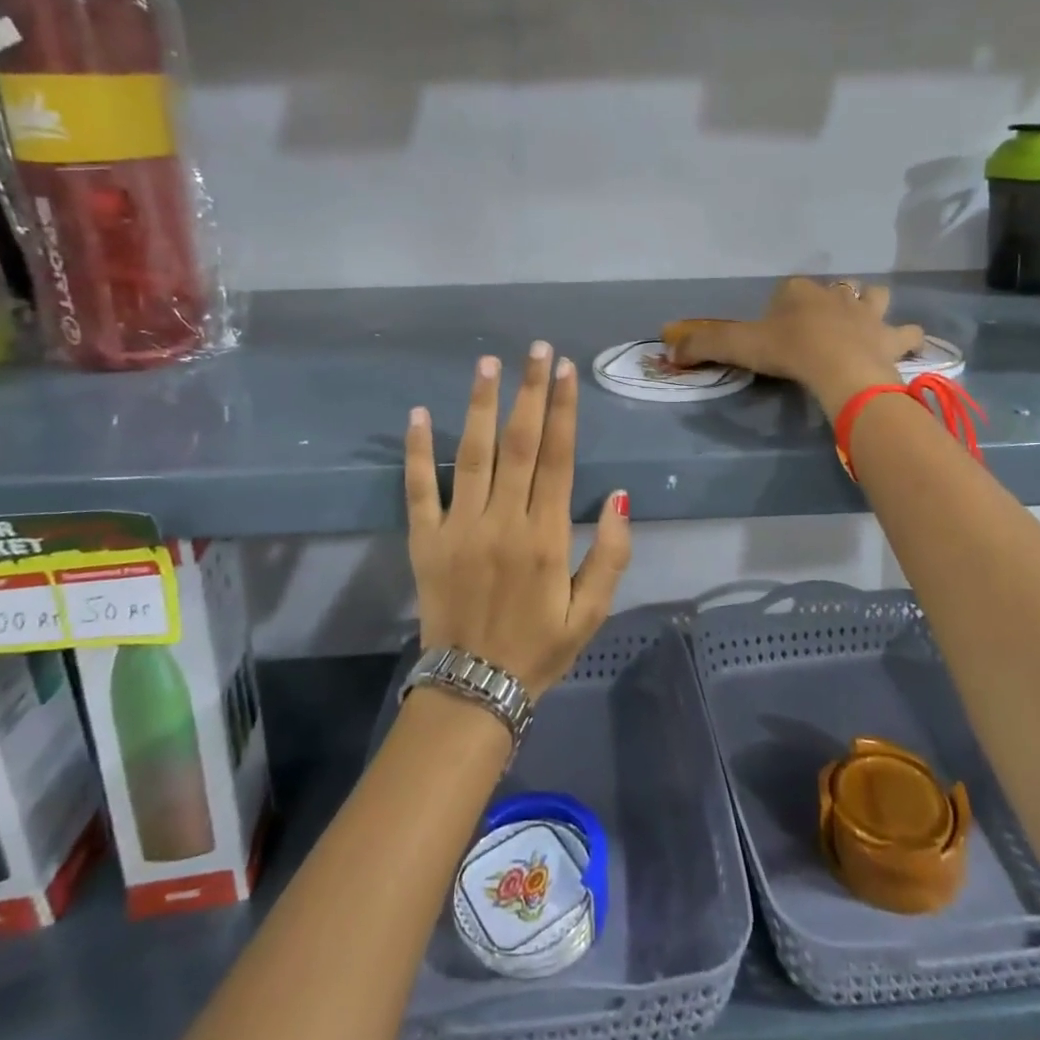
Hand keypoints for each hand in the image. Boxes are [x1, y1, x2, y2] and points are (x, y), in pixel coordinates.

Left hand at [404, 341, 632, 696]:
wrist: (474, 690)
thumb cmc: (540, 649)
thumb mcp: (592, 612)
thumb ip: (612, 554)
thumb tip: (623, 497)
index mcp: (546, 537)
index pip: (559, 458)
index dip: (563, 409)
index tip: (564, 369)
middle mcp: (504, 522)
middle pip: (519, 444)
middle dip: (529, 392)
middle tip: (534, 349)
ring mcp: (460, 528)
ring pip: (472, 455)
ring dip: (480, 406)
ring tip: (487, 364)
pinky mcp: (425, 541)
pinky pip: (419, 489)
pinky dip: (417, 452)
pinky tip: (417, 414)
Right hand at [664, 278, 924, 417]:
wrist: (839, 368)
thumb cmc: (788, 351)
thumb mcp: (737, 345)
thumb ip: (703, 345)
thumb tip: (669, 349)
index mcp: (799, 291)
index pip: (789, 288)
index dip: (783, 304)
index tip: (777, 327)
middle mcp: (835, 295)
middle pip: (835, 287)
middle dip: (831, 299)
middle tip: (822, 323)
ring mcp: (868, 313)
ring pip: (876, 296)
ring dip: (872, 305)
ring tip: (867, 324)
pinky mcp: (891, 338)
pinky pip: (908, 333)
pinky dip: (907, 338)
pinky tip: (904, 347)